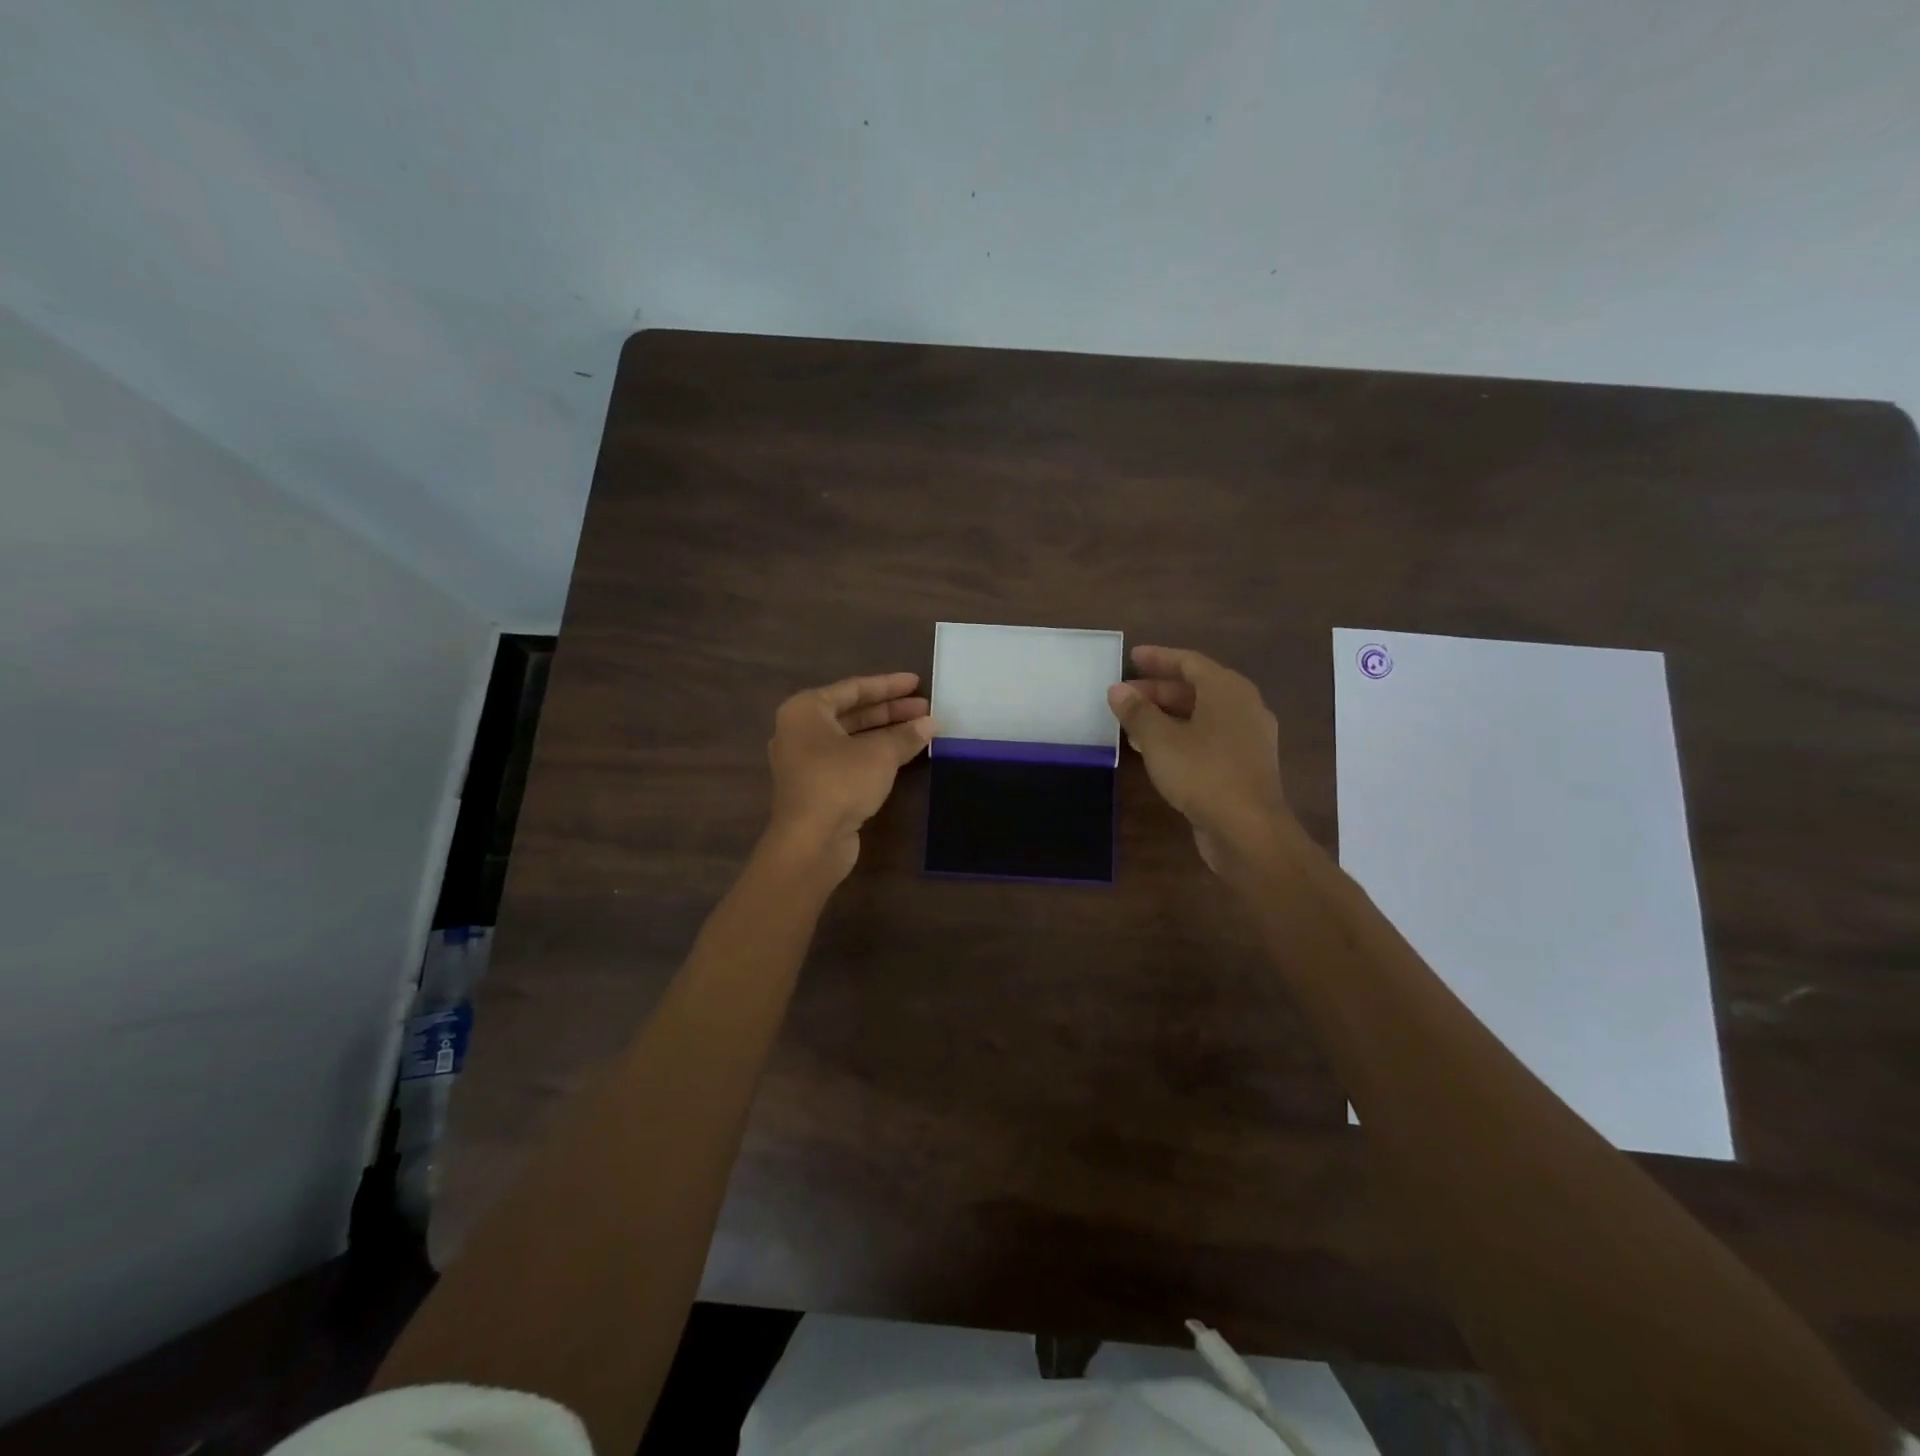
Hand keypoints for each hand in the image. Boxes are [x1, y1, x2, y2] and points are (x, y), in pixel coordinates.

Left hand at [765, 672, 936, 882]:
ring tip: (921, 729)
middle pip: (852, 713)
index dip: (888, 686)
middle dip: (890, 710)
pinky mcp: (815, 787)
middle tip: (925, 708)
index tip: (917, 683)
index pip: (853, 689)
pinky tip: (902, 755)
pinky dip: (874, 754)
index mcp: (806, 710)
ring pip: (851, 738)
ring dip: (885, 733)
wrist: (810, 842)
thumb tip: (931, 723)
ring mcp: (805, 761)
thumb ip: (906, 735)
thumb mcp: (880, 755)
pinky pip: (848, 759)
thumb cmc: (840, 783)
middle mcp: (800, 731)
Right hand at [1106, 645, 1291, 875]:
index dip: (1158, 658)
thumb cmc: (1203, 773)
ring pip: (1202, 715)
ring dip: (1167, 715)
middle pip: (1197, 688)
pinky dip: (1182, 735)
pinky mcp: (1245, 765)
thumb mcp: (1159, 740)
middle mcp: (1243, 707)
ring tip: (1132, 723)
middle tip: (1125, 696)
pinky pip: (1209, 737)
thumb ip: (1137, 712)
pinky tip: (1156, 750)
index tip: (1131, 657)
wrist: (1248, 830)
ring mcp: (1248, 738)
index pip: (1189, 662)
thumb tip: (1118, 690)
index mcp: (1227, 690)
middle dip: (1158, 690)